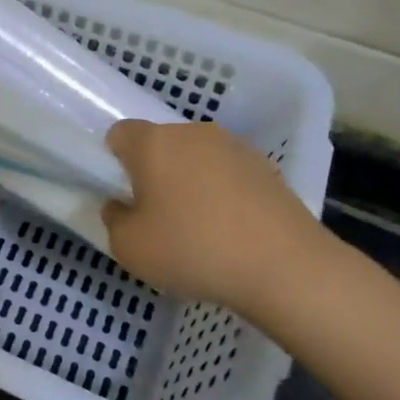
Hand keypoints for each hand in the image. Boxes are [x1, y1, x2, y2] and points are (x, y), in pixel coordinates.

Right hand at [102, 120, 329, 310]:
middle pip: (161, 144)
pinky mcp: (267, 167)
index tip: (124, 193)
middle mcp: (192, 133)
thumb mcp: (130, 248)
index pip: (120, 133)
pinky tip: (232, 230)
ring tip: (200, 226)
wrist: (285, 267)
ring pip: (197, 158)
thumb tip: (120, 206)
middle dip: (155, 171)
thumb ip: (114, 220)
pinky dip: (224, 193)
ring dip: (191, 181)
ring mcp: (234, 147)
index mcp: (153, 143)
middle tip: (158, 214)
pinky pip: (229, 174)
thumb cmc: (193, 250)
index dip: (116, 160)